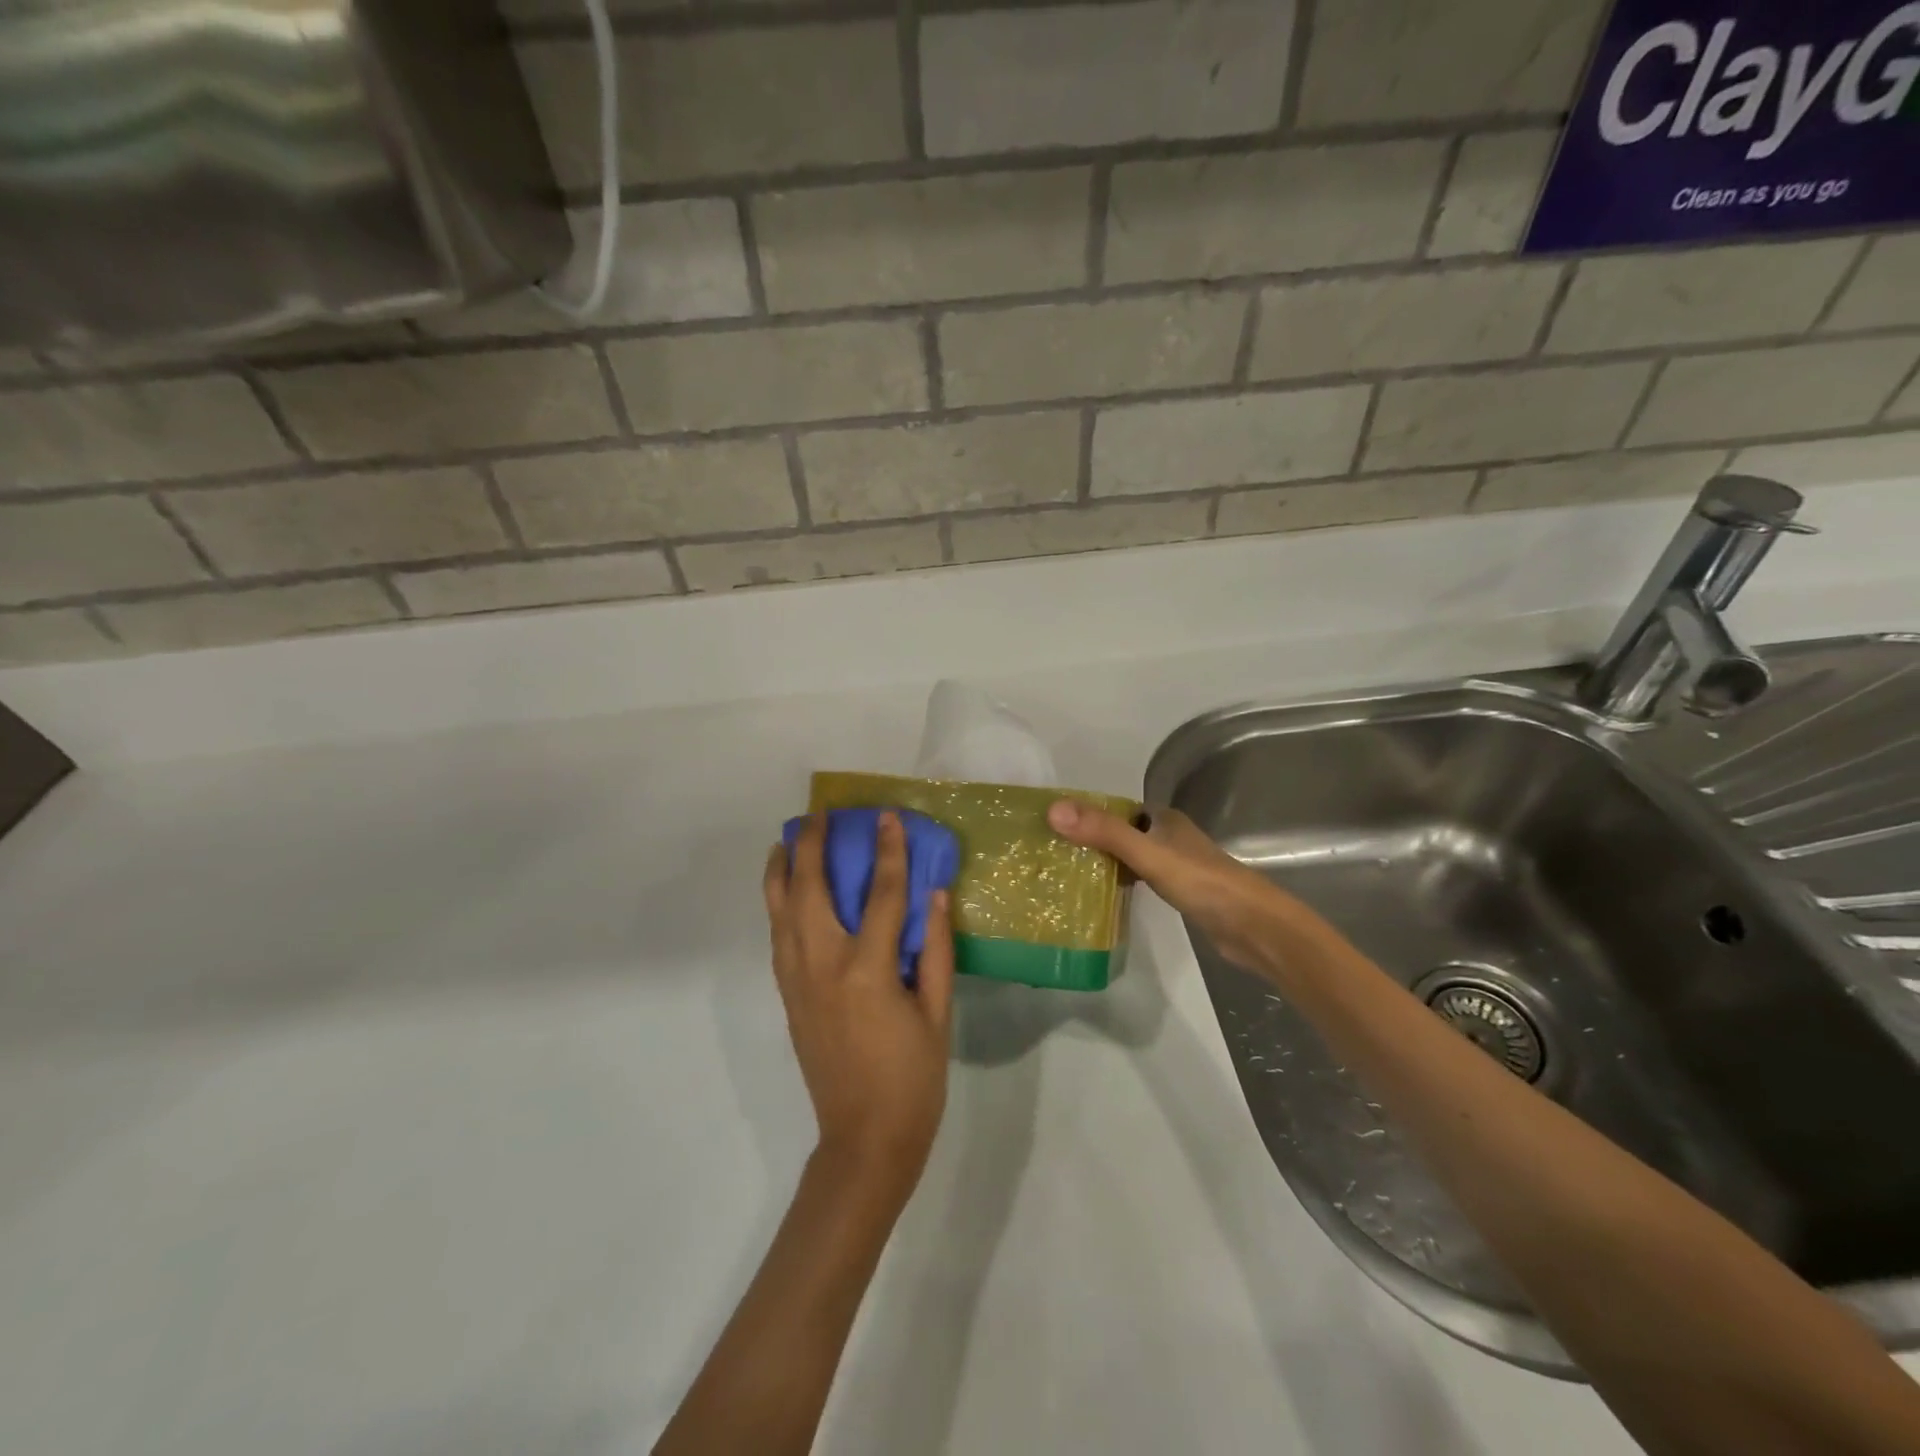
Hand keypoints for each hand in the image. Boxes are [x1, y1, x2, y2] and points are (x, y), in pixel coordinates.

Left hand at [765, 812, 954, 1198]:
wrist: (864, 1139)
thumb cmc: (913, 1077)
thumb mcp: (937, 1013)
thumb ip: (935, 949)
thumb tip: (934, 894)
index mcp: (867, 970)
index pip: (880, 894)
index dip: (888, 851)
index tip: (887, 817)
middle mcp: (823, 966)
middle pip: (809, 890)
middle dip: (812, 845)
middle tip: (819, 814)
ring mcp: (798, 980)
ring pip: (780, 910)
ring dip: (783, 868)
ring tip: (790, 838)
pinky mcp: (787, 996)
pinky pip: (778, 935)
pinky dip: (777, 902)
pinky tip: (785, 888)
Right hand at [1047, 800, 1295, 973]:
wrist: (1252, 926)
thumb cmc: (1201, 882)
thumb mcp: (1147, 854)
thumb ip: (1104, 833)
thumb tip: (1053, 810)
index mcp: (1164, 818)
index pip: (1117, 808)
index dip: (1088, 814)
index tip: (1054, 826)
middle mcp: (1171, 836)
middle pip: (1123, 832)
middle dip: (1094, 839)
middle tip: (1056, 854)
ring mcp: (1178, 865)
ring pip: (1133, 856)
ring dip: (1107, 862)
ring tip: (1070, 874)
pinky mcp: (1182, 892)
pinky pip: (1143, 879)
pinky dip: (1124, 882)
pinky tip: (1106, 895)